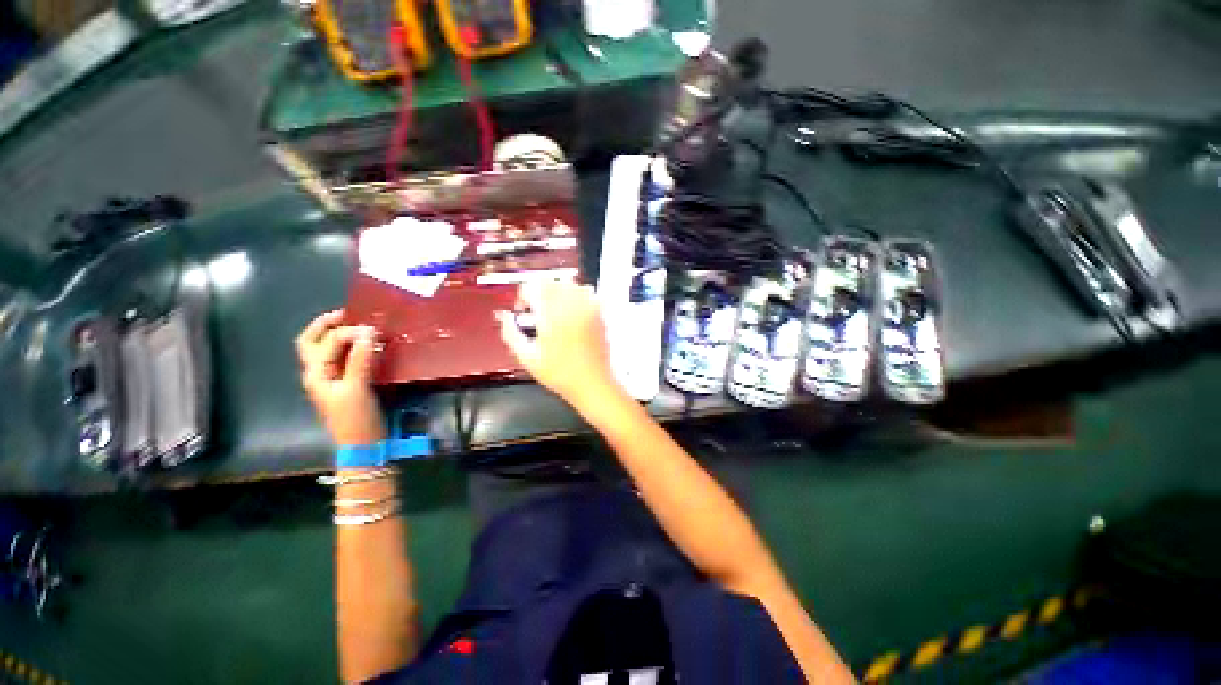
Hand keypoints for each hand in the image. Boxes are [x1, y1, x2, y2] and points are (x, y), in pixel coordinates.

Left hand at [296, 310, 385, 444]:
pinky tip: (369, 346)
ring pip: (327, 349)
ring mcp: (332, 379)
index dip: (349, 332)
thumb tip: (369, 334)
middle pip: (312, 342)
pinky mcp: (347, 384)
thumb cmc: (355, 419)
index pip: (329, 341)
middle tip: (350, 314)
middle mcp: (319, 373)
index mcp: (316, 373)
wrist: (362, 446)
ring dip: (340, 335)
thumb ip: (360, 360)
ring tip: (361, 326)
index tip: (374, 331)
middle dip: (327, 325)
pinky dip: (354, 348)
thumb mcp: (357, 388)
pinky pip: (345, 359)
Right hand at [497, 281, 621, 410]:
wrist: (593, 383)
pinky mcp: (600, 313)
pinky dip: (578, 296)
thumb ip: (511, 333)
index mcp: (550, 314)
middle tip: (538, 311)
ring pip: (570, 283)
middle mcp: (570, 305)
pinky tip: (574, 312)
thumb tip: (504, 317)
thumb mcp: (528, 358)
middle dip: (540, 292)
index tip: (524, 311)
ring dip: (558, 292)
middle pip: (550, 281)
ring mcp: (588, 307)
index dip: (523, 296)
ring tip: (556, 311)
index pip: (532, 286)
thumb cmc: (560, 374)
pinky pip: (588, 293)